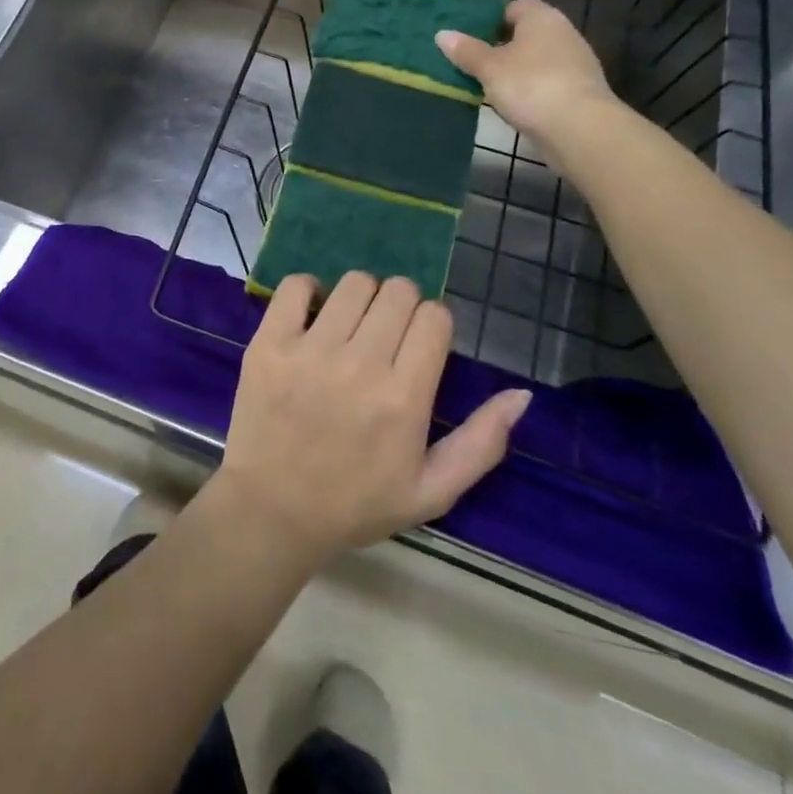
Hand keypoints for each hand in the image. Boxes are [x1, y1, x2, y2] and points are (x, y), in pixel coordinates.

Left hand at [213, 273, 530, 567]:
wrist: (273, 511)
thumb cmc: (356, 503)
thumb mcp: (432, 491)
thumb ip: (482, 443)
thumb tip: (522, 394)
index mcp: (404, 398)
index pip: (434, 317)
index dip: (433, 324)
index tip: (420, 343)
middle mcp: (360, 365)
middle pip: (398, 291)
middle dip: (401, 305)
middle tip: (386, 335)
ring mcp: (310, 350)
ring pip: (354, 283)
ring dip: (361, 297)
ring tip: (351, 326)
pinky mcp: (270, 342)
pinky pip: (295, 285)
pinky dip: (308, 290)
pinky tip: (313, 314)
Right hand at [437, 0, 616, 143]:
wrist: (580, 129)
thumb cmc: (529, 86)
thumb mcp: (489, 68)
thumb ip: (466, 51)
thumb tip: (442, 34)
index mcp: (542, 18)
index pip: (516, 6)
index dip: (493, 18)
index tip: (471, 37)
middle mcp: (563, 33)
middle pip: (527, 33)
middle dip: (501, 45)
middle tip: (474, 62)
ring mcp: (575, 62)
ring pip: (537, 58)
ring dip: (516, 69)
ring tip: (488, 85)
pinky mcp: (580, 90)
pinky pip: (548, 80)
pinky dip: (531, 88)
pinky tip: (514, 104)